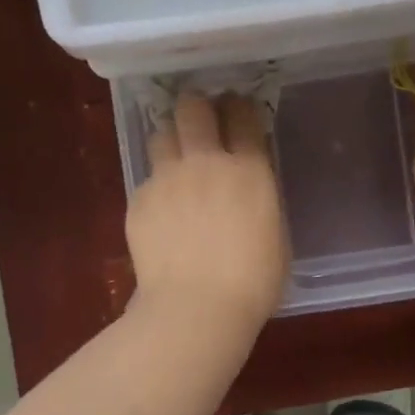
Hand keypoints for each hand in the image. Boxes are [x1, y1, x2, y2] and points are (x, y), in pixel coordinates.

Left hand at [127, 93, 287, 330]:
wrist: (196, 308)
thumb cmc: (253, 282)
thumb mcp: (275, 234)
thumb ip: (260, 199)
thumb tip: (247, 189)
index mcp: (248, 169)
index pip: (243, 115)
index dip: (239, 107)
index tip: (236, 110)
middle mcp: (205, 162)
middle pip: (193, 108)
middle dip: (196, 107)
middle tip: (199, 121)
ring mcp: (167, 178)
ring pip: (161, 135)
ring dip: (170, 141)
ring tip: (175, 162)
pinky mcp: (138, 200)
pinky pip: (147, 180)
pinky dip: (156, 189)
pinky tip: (161, 215)